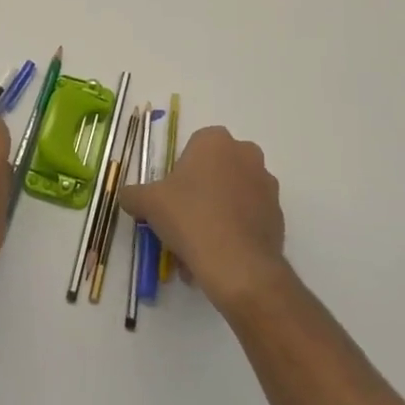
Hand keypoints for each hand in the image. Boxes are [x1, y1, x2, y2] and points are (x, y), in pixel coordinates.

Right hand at [117, 126, 288, 314]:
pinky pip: (250, 218)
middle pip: (215, 171)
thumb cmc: (190, 217)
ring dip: (218, 214)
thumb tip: (125, 195)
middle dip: (201, 193)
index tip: (171, 198)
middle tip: (183, 221)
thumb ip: (133, 194)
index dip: (180, 174)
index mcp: (215, 140)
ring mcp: (267, 185)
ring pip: (233, 196)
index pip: (193, 148)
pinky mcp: (279, 215)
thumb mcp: (149, 203)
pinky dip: (235, 232)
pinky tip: (219, 257)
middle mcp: (246, 154)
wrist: (238, 264)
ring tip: (199, 248)